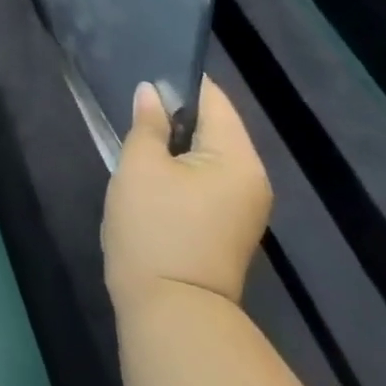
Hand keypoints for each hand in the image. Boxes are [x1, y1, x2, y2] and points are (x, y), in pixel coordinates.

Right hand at [102, 78, 271, 314]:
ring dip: (175, 145)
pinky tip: (150, 173)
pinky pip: (206, 181)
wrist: (171, 311)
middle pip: (214, 129)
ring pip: (208, 157)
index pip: (214, 101)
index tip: (145, 74)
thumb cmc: (155, 228)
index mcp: (238, 159)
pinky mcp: (226, 228)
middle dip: (175, 115)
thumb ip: (147, 124)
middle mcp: (251, 180)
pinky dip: (181, 170)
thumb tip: (150, 92)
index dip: (180, 82)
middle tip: (133, 106)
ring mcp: (242, 208)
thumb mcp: (140, 166)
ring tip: (137, 137)